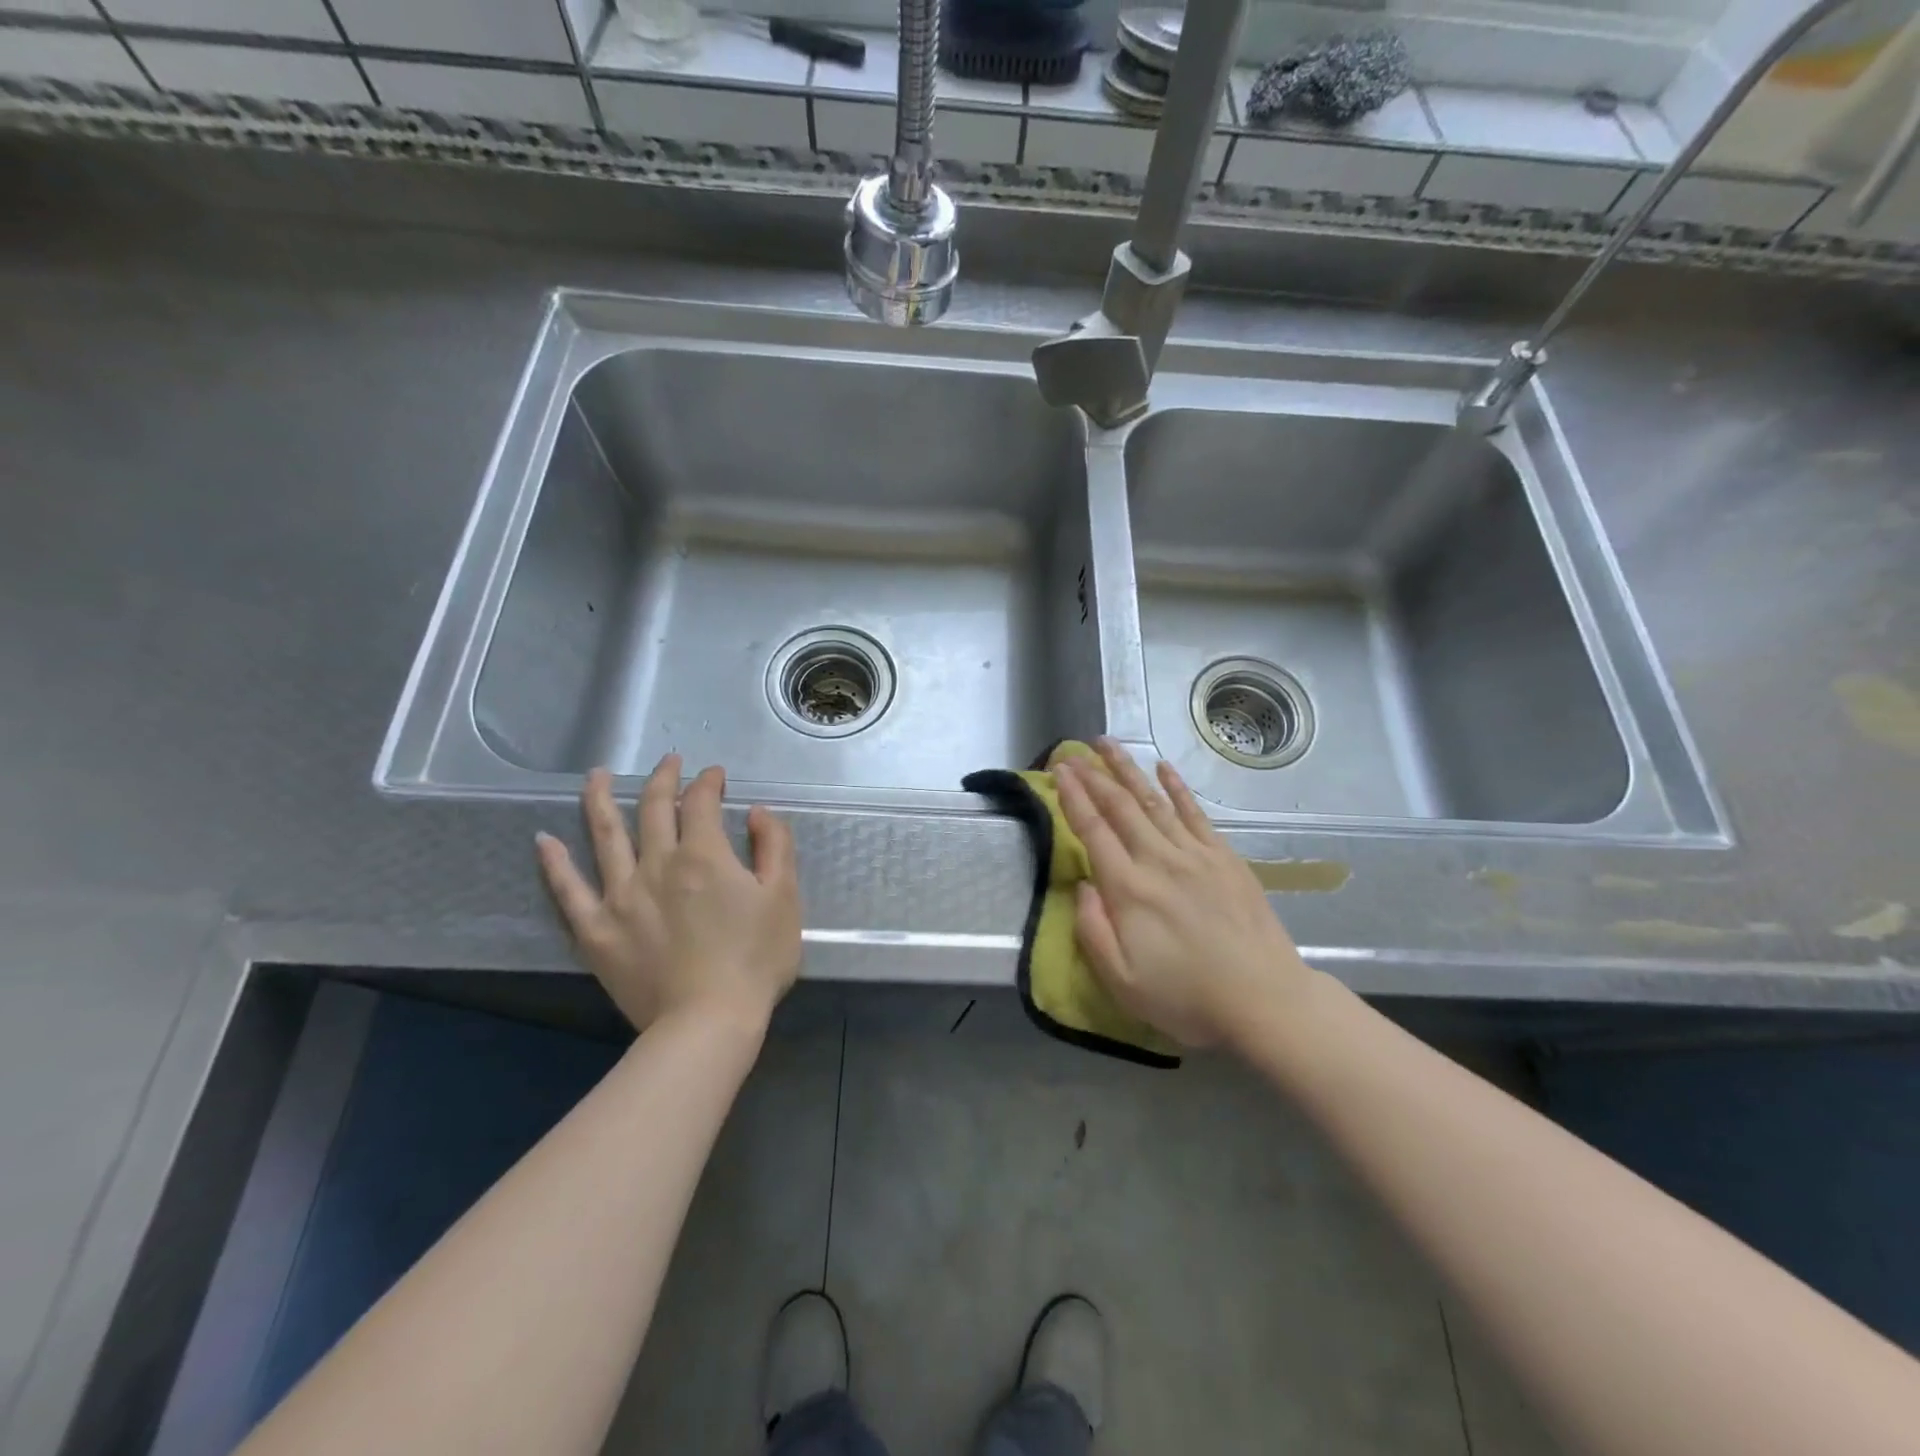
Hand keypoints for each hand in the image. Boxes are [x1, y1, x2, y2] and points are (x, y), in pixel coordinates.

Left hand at [535, 757, 801, 1035]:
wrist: (707, 1023)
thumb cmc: (754, 959)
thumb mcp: (784, 898)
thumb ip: (775, 846)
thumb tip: (757, 812)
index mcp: (703, 855)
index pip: (701, 802)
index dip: (708, 782)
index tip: (716, 776)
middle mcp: (656, 864)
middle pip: (652, 808)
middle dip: (663, 779)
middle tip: (669, 762)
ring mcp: (620, 896)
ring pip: (604, 835)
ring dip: (600, 800)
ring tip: (596, 775)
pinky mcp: (596, 931)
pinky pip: (568, 891)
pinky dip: (554, 863)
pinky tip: (543, 841)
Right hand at [1053, 738, 1316, 1048]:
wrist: (1265, 999)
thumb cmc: (1187, 997)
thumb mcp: (1122, 981)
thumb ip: (1092, 930)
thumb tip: (1080, 885)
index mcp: (1129, 889)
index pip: (1093, 830)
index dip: (1072, 797)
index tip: (1058, 771)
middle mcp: (1159, 860)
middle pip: (1120, 806)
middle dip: (1092, 775)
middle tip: (1071, 751)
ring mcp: (1195, 854)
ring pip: (1154, 800)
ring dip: (1128, 769)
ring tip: (1108, 744)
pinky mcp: (1224, 858)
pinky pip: (1195, 813)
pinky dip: (1177, 788)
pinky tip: (1163, 768)